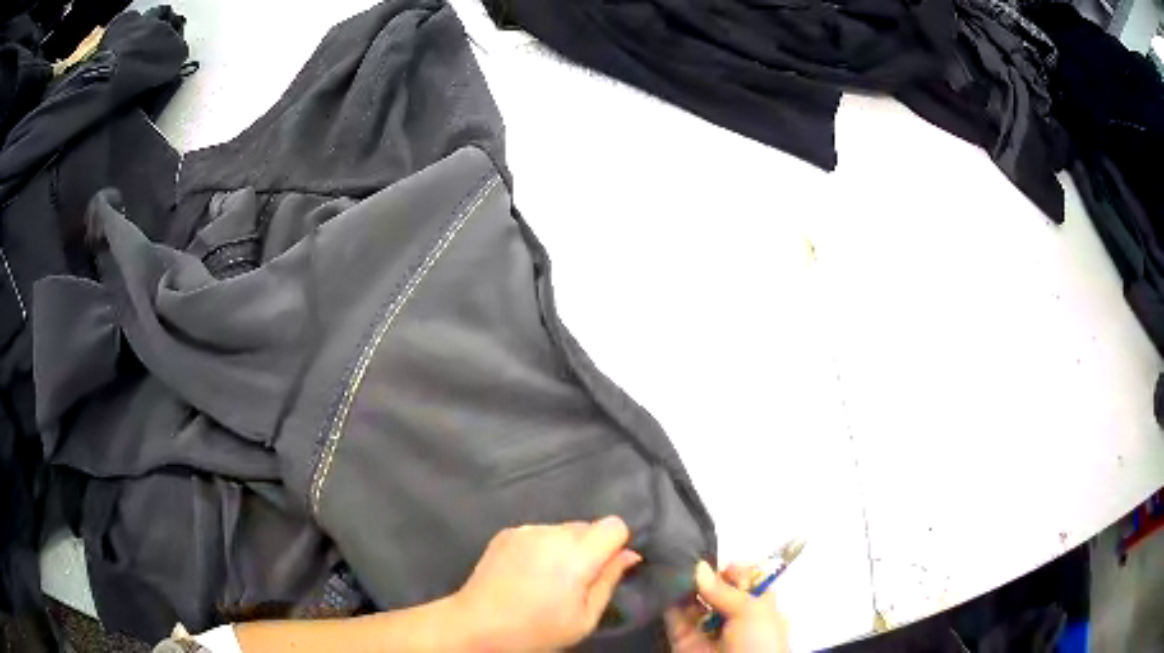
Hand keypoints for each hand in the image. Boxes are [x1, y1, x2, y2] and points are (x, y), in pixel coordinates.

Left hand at [451, 517, 641, 650]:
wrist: (477, 624)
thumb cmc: (536, 629)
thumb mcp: (584, 618)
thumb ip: (609, 581)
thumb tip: (630, 554)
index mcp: (576, 555)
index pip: (614, 525)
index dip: (616, 545)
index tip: (605, 569)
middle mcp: (551, 533)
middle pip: (588, 526)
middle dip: (591, 548)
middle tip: (575, 582)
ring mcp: (526, 530)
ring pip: (563, 529)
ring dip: (566, 547)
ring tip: (547, 579)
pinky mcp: (507, 532)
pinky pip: (539, 532)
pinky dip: (543, 547)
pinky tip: (527, 573)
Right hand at [665, 561, 789, 652]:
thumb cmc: (759, 643)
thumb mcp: (753, 612)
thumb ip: (725, 590)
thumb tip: (699, 567)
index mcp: (759, 609)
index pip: (745, 582)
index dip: (732, 570)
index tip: (716, 562)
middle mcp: (733, 618)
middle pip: (716, 591)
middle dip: (703, 575)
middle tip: (685, 558)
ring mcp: (707, 631)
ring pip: (692, 603)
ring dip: (683, 587)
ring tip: (669, 567)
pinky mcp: (684, 643)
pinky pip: (674, 620)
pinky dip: (667, 605)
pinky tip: (661, 586)